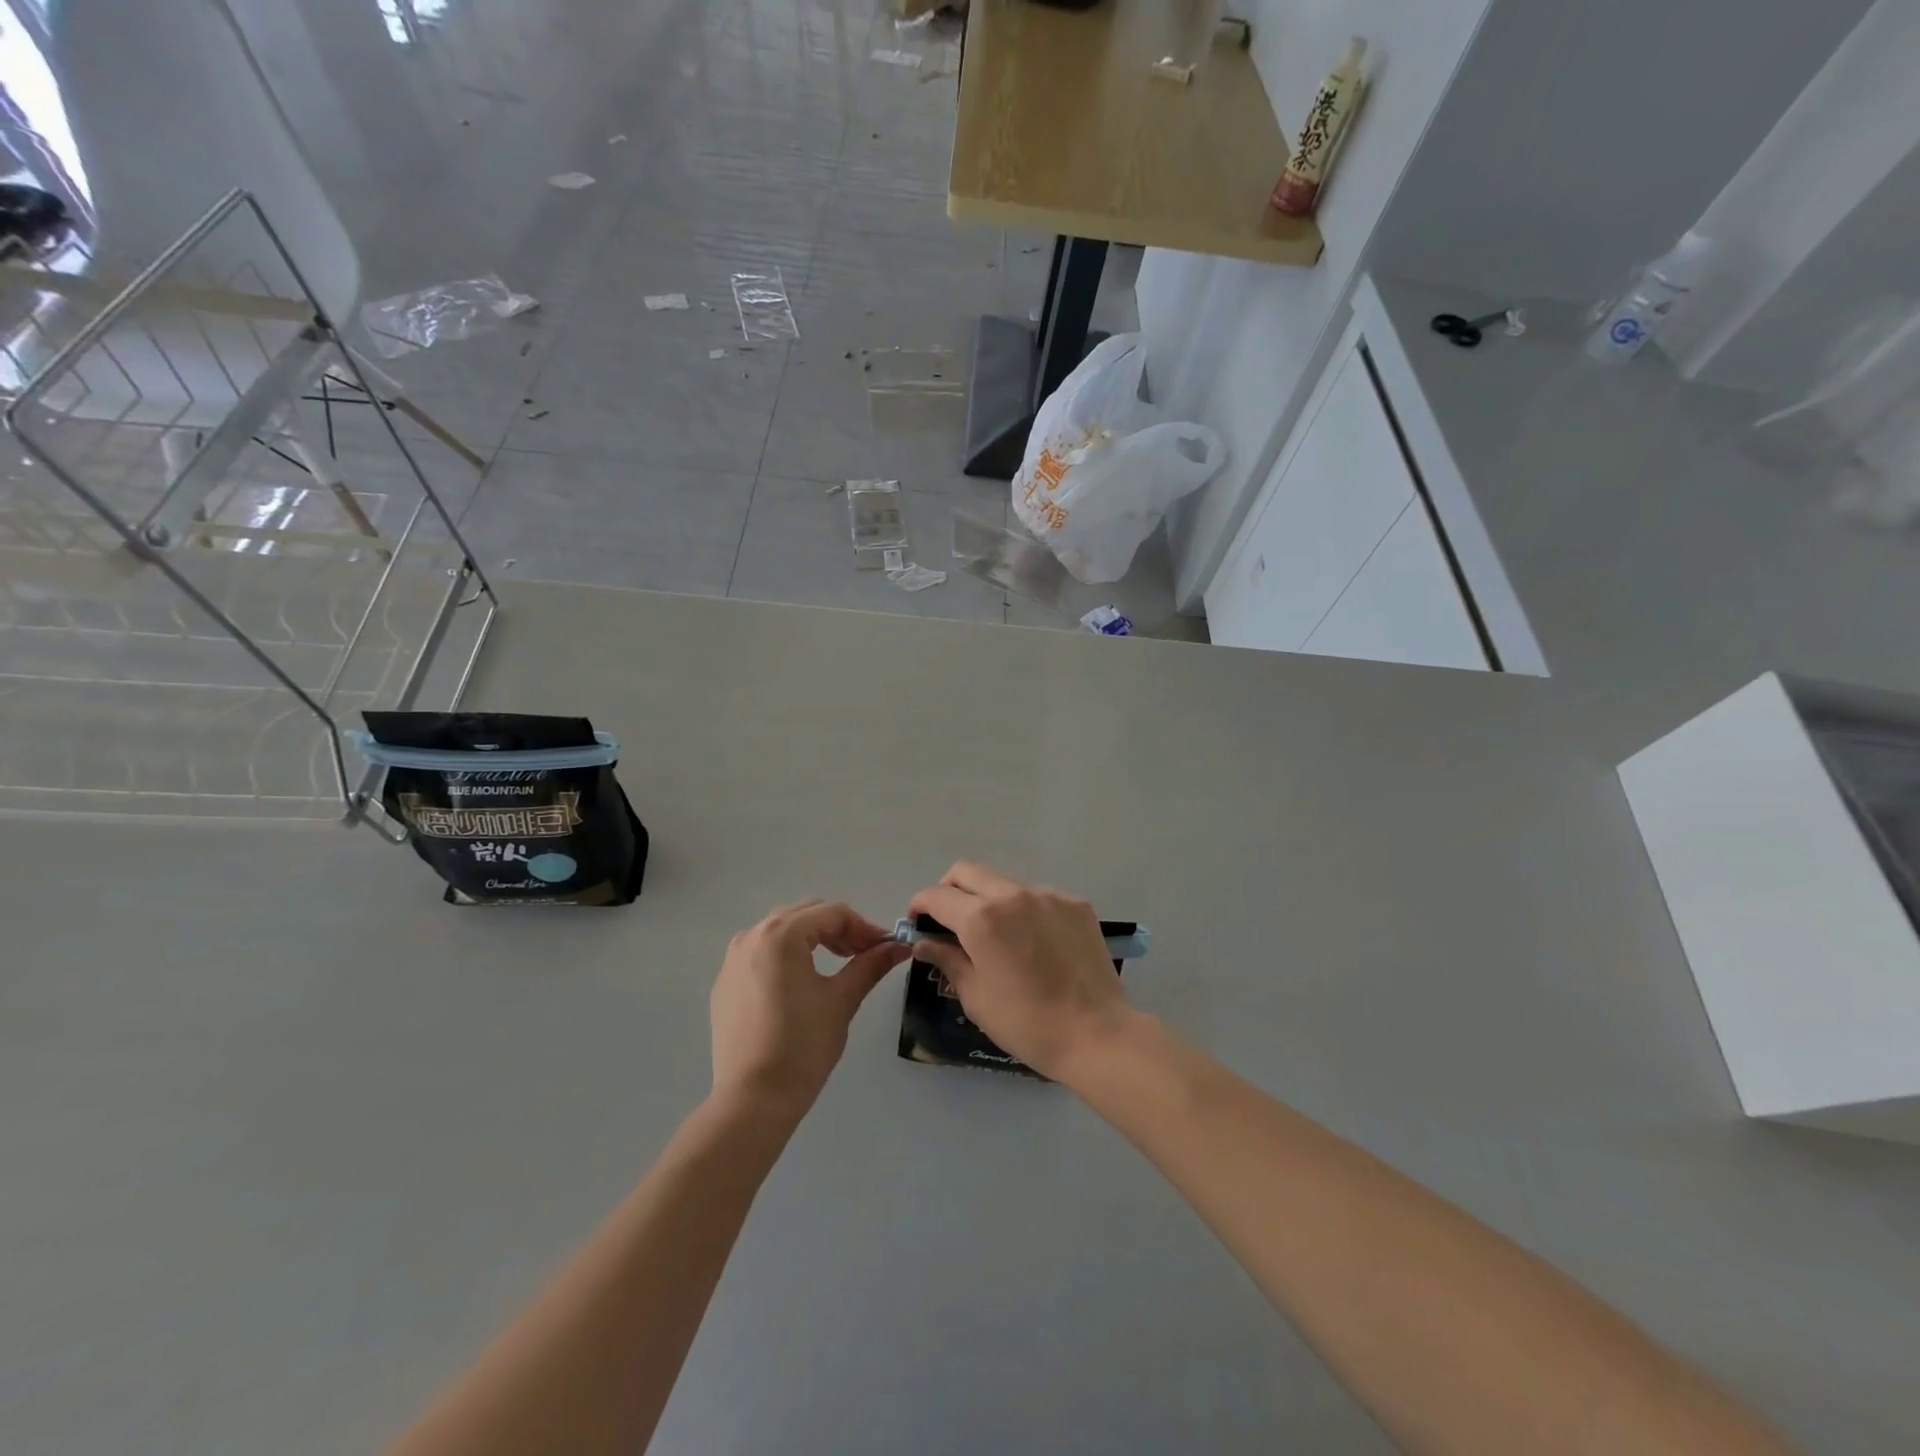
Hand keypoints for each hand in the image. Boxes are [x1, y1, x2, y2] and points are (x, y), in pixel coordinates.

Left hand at [710, 899, 910, 1116]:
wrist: (753, 1100)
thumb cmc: (803, 1045)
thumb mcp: (842, 1000)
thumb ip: (870, 965)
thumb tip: (900, 947)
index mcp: (781, 934)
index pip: (833, 913)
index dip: (864, 927)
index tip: (885, 948)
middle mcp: (752, 935)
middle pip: (805, 914)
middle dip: (839, 930)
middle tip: (864, 954)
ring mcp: (733, 959)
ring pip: (781, 930)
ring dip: (812, 938)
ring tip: (836, 964)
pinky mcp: (725, 982)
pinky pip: (761, 953)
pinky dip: (786, 956)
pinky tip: (801, 983)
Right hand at [908, 863, 1132, 1081]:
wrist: (1096, 1033)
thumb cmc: (1027, 1023)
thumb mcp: (976, 997)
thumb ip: (947, 960)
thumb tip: (924, 943)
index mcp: (981, 918)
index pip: (936, 895)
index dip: (920, 905)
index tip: (918, 923)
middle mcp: (1013, 894)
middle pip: (967, 872)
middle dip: (949, 889)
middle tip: (949, 919)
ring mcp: (1048, 895)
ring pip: (1004, 882)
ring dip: (989, 899)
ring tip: (997, 935)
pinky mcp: (1075, 903)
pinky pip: (1037, 895)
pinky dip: (1023, 909)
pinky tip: (1033, 942)